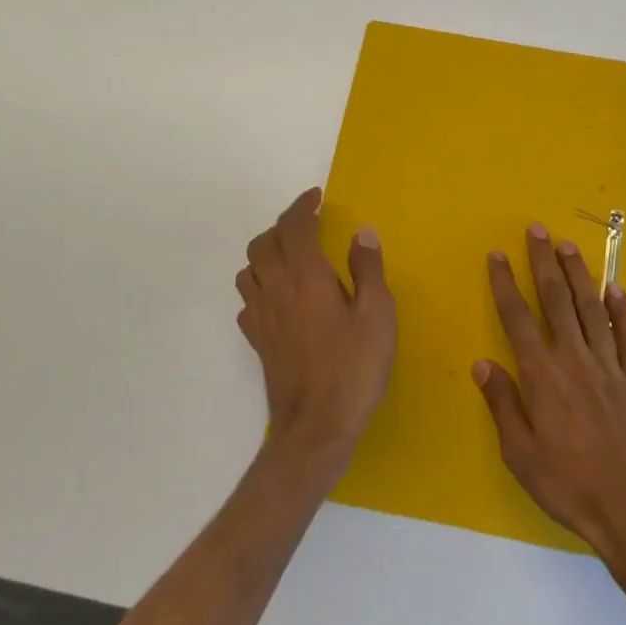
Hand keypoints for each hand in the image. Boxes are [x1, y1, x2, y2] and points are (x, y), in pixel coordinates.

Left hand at [236, 188, 394, 468]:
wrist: (316, 427)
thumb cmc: (354, 368)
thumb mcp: (377, 315)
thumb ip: (368, 269)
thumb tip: (361, 233)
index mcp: (305, 276)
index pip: (293, 227)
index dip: (302, 206)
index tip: (316, 198)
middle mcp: (275, 289)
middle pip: (263, 243)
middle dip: (282, 226)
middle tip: (307, 224)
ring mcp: (260, 317)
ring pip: (249, 269)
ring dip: (266, 253)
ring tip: (291, 255)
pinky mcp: (258, 341)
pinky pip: (248, 299)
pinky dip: (260, 284)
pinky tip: (279, 296)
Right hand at [473, 224, 625, 559]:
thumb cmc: (567, 484)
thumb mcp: (520, 453)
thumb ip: (502, 403)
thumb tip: (483, 363)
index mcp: (543, 376)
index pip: (518, 318)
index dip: (505, 284)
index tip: (497, 256)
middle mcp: (575, 360)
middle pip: (556, 301)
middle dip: (543, 263)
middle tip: (536, 231)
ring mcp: (610, 367)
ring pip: (592, 309)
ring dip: (579, 275)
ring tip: (569, 246)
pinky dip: (622, 311)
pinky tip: (616, 289)